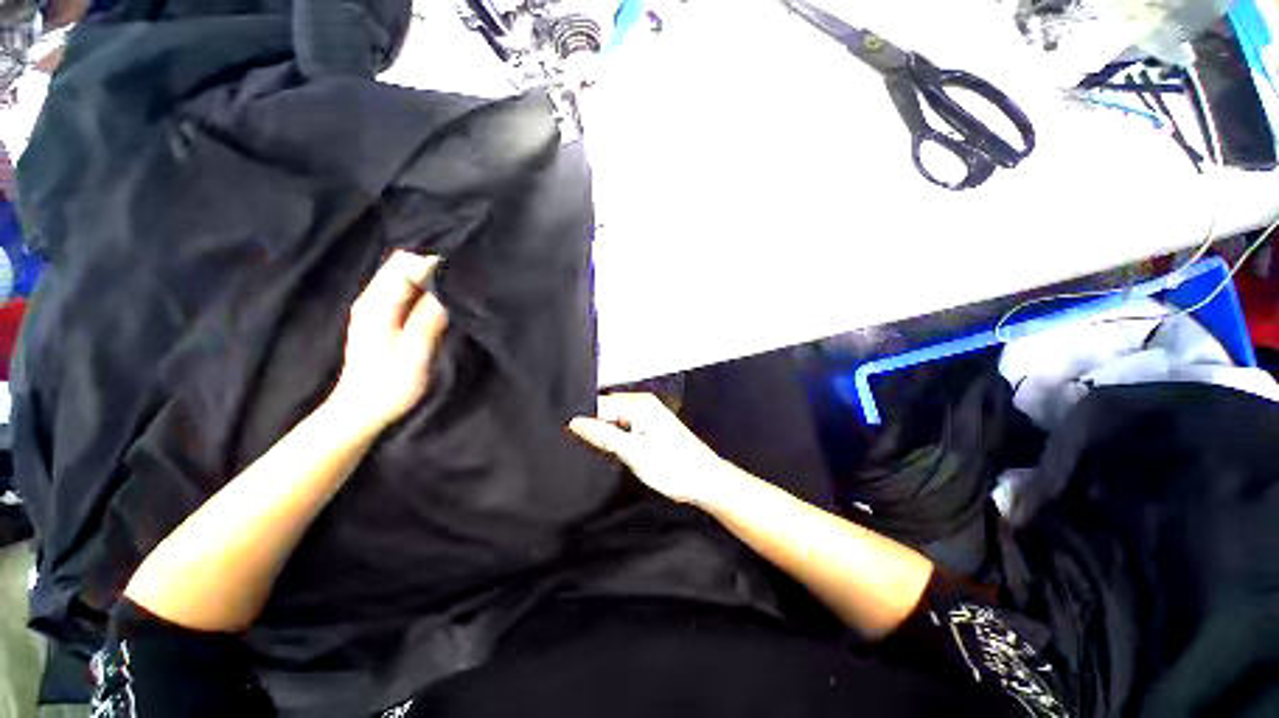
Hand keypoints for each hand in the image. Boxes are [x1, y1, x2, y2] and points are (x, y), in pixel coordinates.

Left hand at [329, 251, 448, 431]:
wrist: (360, 410)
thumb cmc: (389, 387)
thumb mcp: (415, 356)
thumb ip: (428, 321)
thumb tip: (446, 292)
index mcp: (378, 306)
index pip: (405, 266)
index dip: (434, 263)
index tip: (461, 269)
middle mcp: (371, 299)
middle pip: (400, 263)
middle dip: (430, 264)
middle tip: (460, 278)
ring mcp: (373, 307)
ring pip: (400, 274)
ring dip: (427, 275)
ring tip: (455, 286)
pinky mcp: (379, 316)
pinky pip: (401, 288)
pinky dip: (421, 287)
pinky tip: (439, 299)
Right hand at [569, 393, 729, 506]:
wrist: (705, 481)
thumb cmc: (675, 467)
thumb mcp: (633, 452)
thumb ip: (603, 436)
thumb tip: (575, 423)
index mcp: (639, 404)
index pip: (598, 404)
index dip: (583, 421)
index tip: (569, 437)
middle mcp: (643, 404)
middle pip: (605, 411)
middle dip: (594, 429)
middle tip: (592, 450)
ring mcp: (647, 416)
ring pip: (613, 421)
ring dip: (606, 437)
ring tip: (608, 454)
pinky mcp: (650, 428)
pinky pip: (624, 429)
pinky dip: (617, 441)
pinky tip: (618, 455)